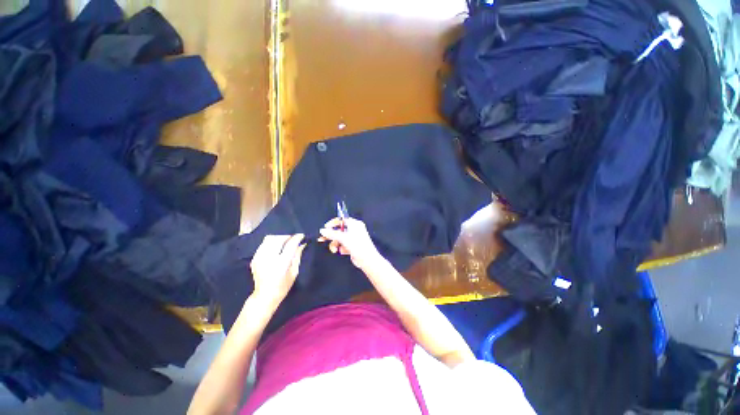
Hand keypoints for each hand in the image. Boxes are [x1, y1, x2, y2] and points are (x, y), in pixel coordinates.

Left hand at [250, 234, 305, 303]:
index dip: (297, 238)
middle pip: (279, 239)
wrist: (265, 296)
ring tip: (285, 240)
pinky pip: (263, 244)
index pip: (290, 245)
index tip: (301, 235)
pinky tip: (276, 245)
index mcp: (281, 264)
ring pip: (269, 239)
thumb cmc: (283, 285)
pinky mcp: (254, 258)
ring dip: (279, 237)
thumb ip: (297, 256)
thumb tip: (302, 243)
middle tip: (293, 237)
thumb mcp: (294, 272)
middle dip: (287, 236)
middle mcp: (269, 259)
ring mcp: (260, 258)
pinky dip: (271, 242)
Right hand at [319, 217, 383, 270]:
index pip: (341, 219)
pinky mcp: (352, 246)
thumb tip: (322, 230)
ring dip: (335, 244)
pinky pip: (343, 244)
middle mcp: (354, 229)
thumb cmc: (357, 245)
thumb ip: (332, 234)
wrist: (367, 259)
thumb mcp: (343, 238)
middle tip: (322, 239)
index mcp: (355, 224)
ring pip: (340, 238)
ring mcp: (353, 238)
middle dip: (331, 236)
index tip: (325, 228)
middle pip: (339, 230)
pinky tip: (340, 251)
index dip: (333, 223)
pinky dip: (340, 248)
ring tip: (334, 249)